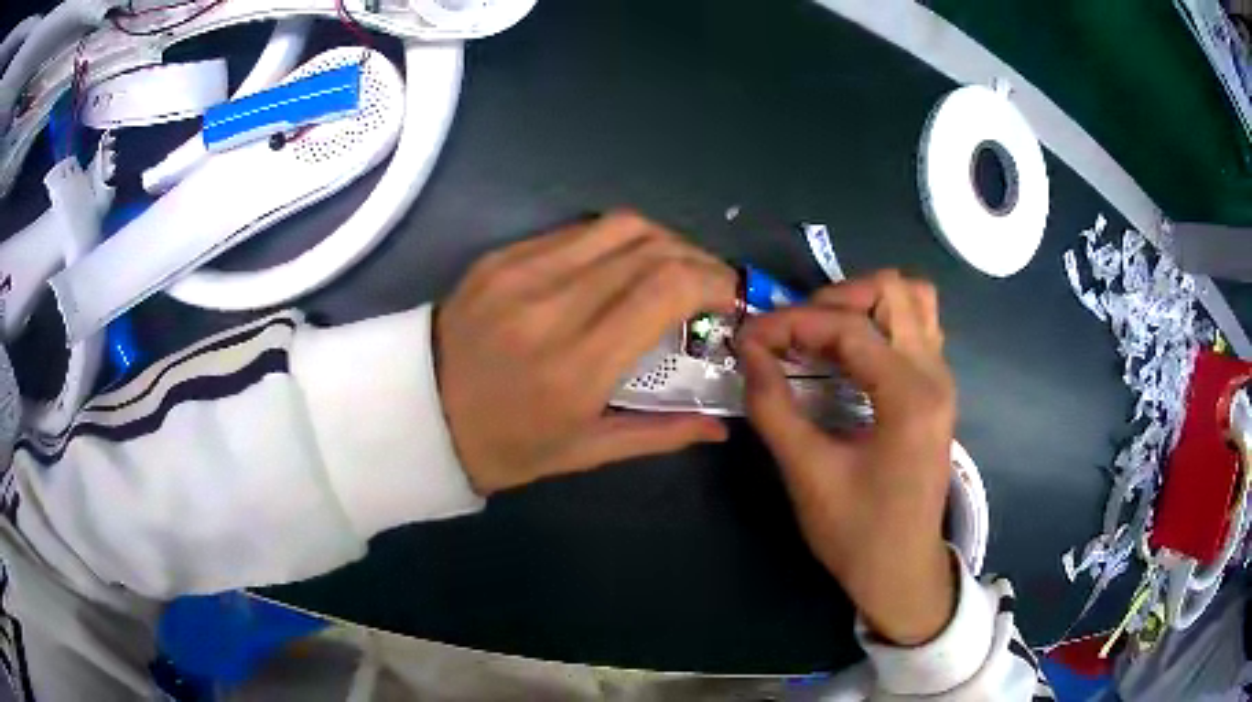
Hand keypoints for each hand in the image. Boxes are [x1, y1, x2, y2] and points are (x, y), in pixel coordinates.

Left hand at [436, 211, 737, 495]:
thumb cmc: (501, 446)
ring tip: (672, 271)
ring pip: (619, 225)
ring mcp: (522, 271)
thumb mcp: (583, 453)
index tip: (730, 299)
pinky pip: (577, 230)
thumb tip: (720, 426)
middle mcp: (552, 304)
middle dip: (697, 259)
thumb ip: (660, 433)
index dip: (713, 280)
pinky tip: (620, 268)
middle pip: (651, 246)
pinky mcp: (501, 256)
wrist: (415, 413)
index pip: (665, 287)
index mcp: (576, 365)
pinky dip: (615, 241)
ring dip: (662, 241)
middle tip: (710, 287)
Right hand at [737, 271, 957, 645]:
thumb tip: (748, 352)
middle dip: (836, 298)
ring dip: (864, 304)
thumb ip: (773, 406)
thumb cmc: (856, 532)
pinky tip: (848, 354)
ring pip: (913, 301)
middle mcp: (935, 375)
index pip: (849, 327)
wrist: (901, 571)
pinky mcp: (936, 391)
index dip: (792, 322)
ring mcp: (941, 380)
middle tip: (795, 331)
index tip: (750, 337)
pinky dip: (879, 323)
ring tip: (822, 333)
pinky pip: (915, 328)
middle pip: (894, 290)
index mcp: (909, 396)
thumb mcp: (807, 473)